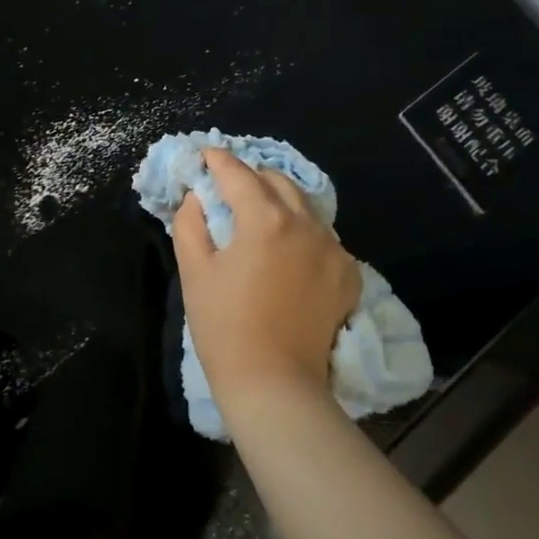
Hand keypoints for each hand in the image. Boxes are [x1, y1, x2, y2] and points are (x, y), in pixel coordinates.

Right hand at [173, 147, 360, 413]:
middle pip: (278, 181)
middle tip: (228, 188)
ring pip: (305, 206)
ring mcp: (334, 250)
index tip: (204, 155)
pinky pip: (323, 237)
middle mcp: (306, 224)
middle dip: (251, 177)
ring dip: (279, 201)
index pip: (239, 174)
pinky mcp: (347, 275)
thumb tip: (197, 197)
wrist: (274, 383)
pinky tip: (286, 250)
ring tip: (257, 215)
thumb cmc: (224, 325)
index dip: (218, 160)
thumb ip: (191, 223)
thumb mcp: (194, 270)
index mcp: (265, 219)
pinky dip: (301, 231)